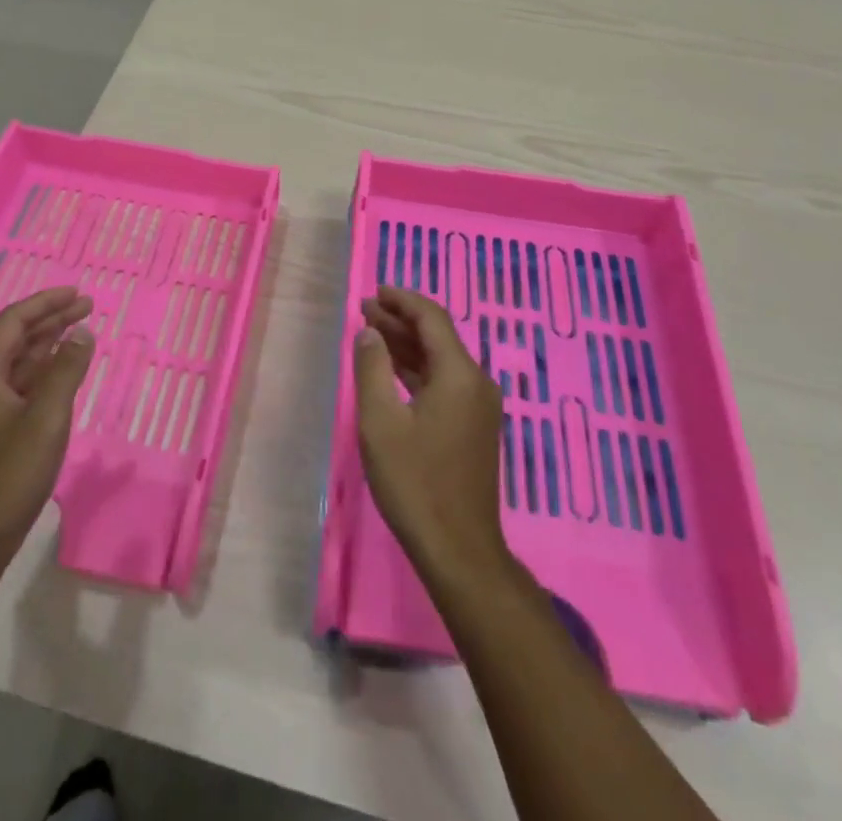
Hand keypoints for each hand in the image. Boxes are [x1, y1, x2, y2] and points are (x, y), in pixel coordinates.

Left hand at [0, 287, 95, 586]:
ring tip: (79, 330)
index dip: (46, 303)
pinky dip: (41, 372)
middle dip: (50, 320)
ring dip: (47, 345)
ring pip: (16, 364)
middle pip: (14, 339)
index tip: (78, 293)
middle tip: (86, 306)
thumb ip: (66, 370)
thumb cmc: (9, 476)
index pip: (13, 322)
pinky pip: (17, 387)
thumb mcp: (46, 419)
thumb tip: (82, 332)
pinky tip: (62, 372)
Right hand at [354, 286, 509, 584]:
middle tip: (363, 310)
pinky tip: (392, 371)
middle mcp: (476, 382)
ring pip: (440, 360)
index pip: (431, 318)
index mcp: (459, 374)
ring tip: (371, 332)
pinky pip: (444, 383)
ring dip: (407, 345)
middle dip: (400, 320)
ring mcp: (478, 406)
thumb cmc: (415, 483)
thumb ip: (372, 368)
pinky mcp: (473, 427)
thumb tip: (369, 332)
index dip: (402, 300)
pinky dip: (417, 370)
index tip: (374, 292)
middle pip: (437, 336)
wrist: (459, 550)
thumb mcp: (380, 422)